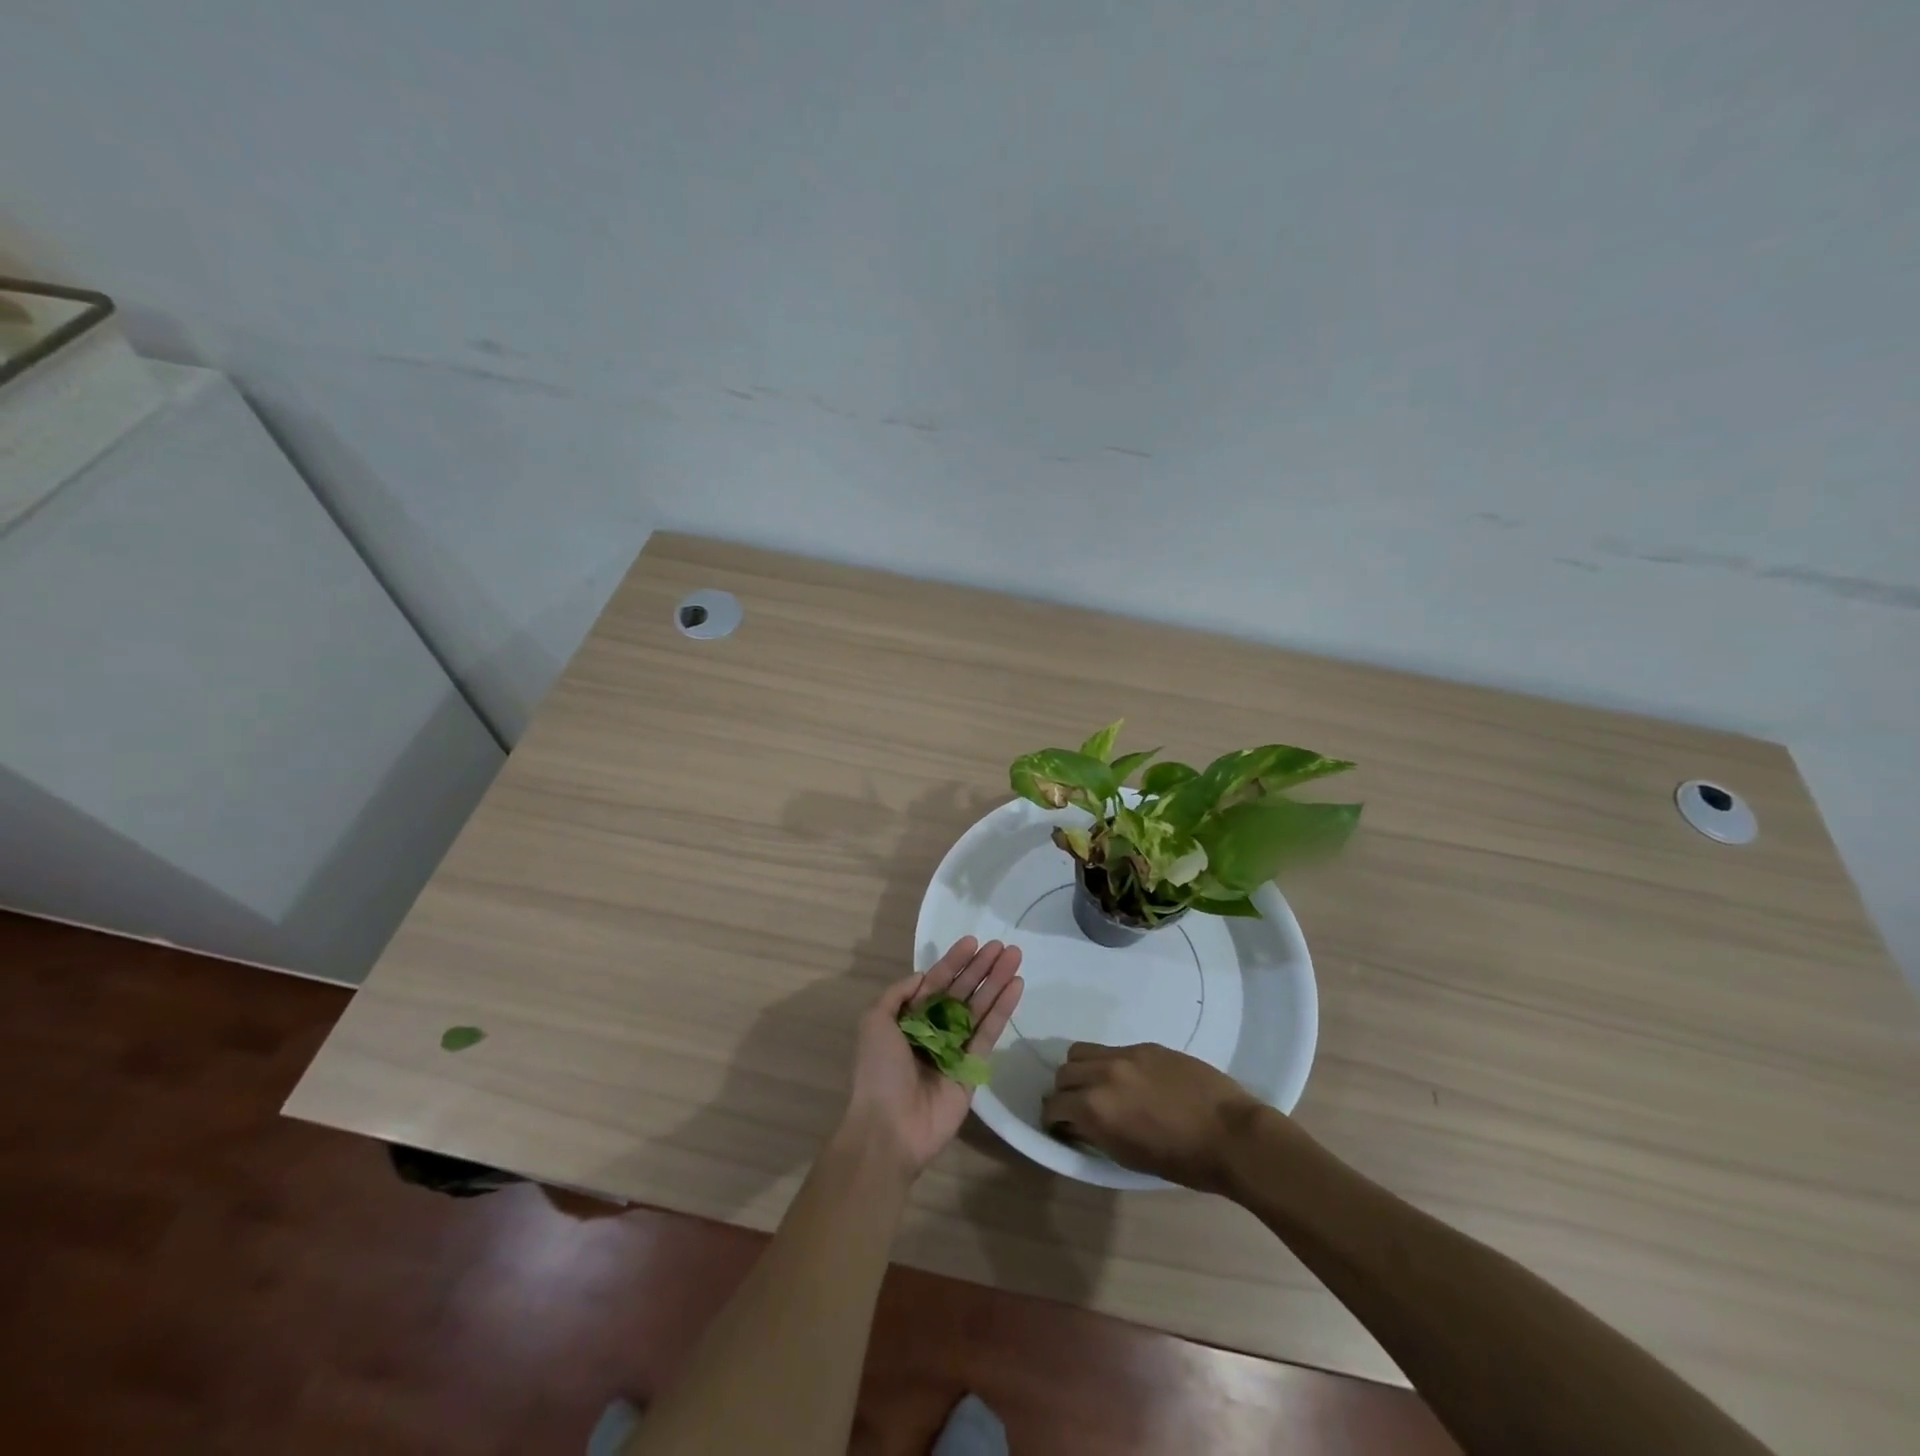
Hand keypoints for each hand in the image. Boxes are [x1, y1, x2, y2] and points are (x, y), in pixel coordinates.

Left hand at [840, 937, 1023, 1176]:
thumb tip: (924, 976)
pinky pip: (989, 1032)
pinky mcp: (974, 1068)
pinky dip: (1002, 1009)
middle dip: (981, 968)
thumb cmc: (879, 1071)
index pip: (936, 982)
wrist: (890, 1128)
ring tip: (1015, 956)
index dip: (954, 962)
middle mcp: (933, 1030)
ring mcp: (955, 1049)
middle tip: (1003, 945)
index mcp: (908, 1020)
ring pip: (979, 1007)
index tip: (973, 942)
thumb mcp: (874, 1021)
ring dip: (996, 981)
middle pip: (962, 991)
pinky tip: (1015, 985)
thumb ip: (898, 994)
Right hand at [1040, 1042, 1267, 1193]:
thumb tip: (1078, 1123)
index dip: (1053, 1119)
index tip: (1059, 1127)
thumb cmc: (1182, 1161)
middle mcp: (1103, 1074)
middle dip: (1064, 1092)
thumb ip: (1096, 1134)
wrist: (1231, 1135)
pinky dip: (1110, 1064)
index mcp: (1095, 1108)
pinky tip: (1130, 1081)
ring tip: (1097, 1087)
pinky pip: (1113, 1050)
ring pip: (1082, 1052)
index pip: (1054, 1105)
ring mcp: (1125, 1055)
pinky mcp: (1146, 1045)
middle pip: (1063, 1073)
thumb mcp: (1128, 1157)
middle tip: (1076, 1108)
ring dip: (1081, 1070)